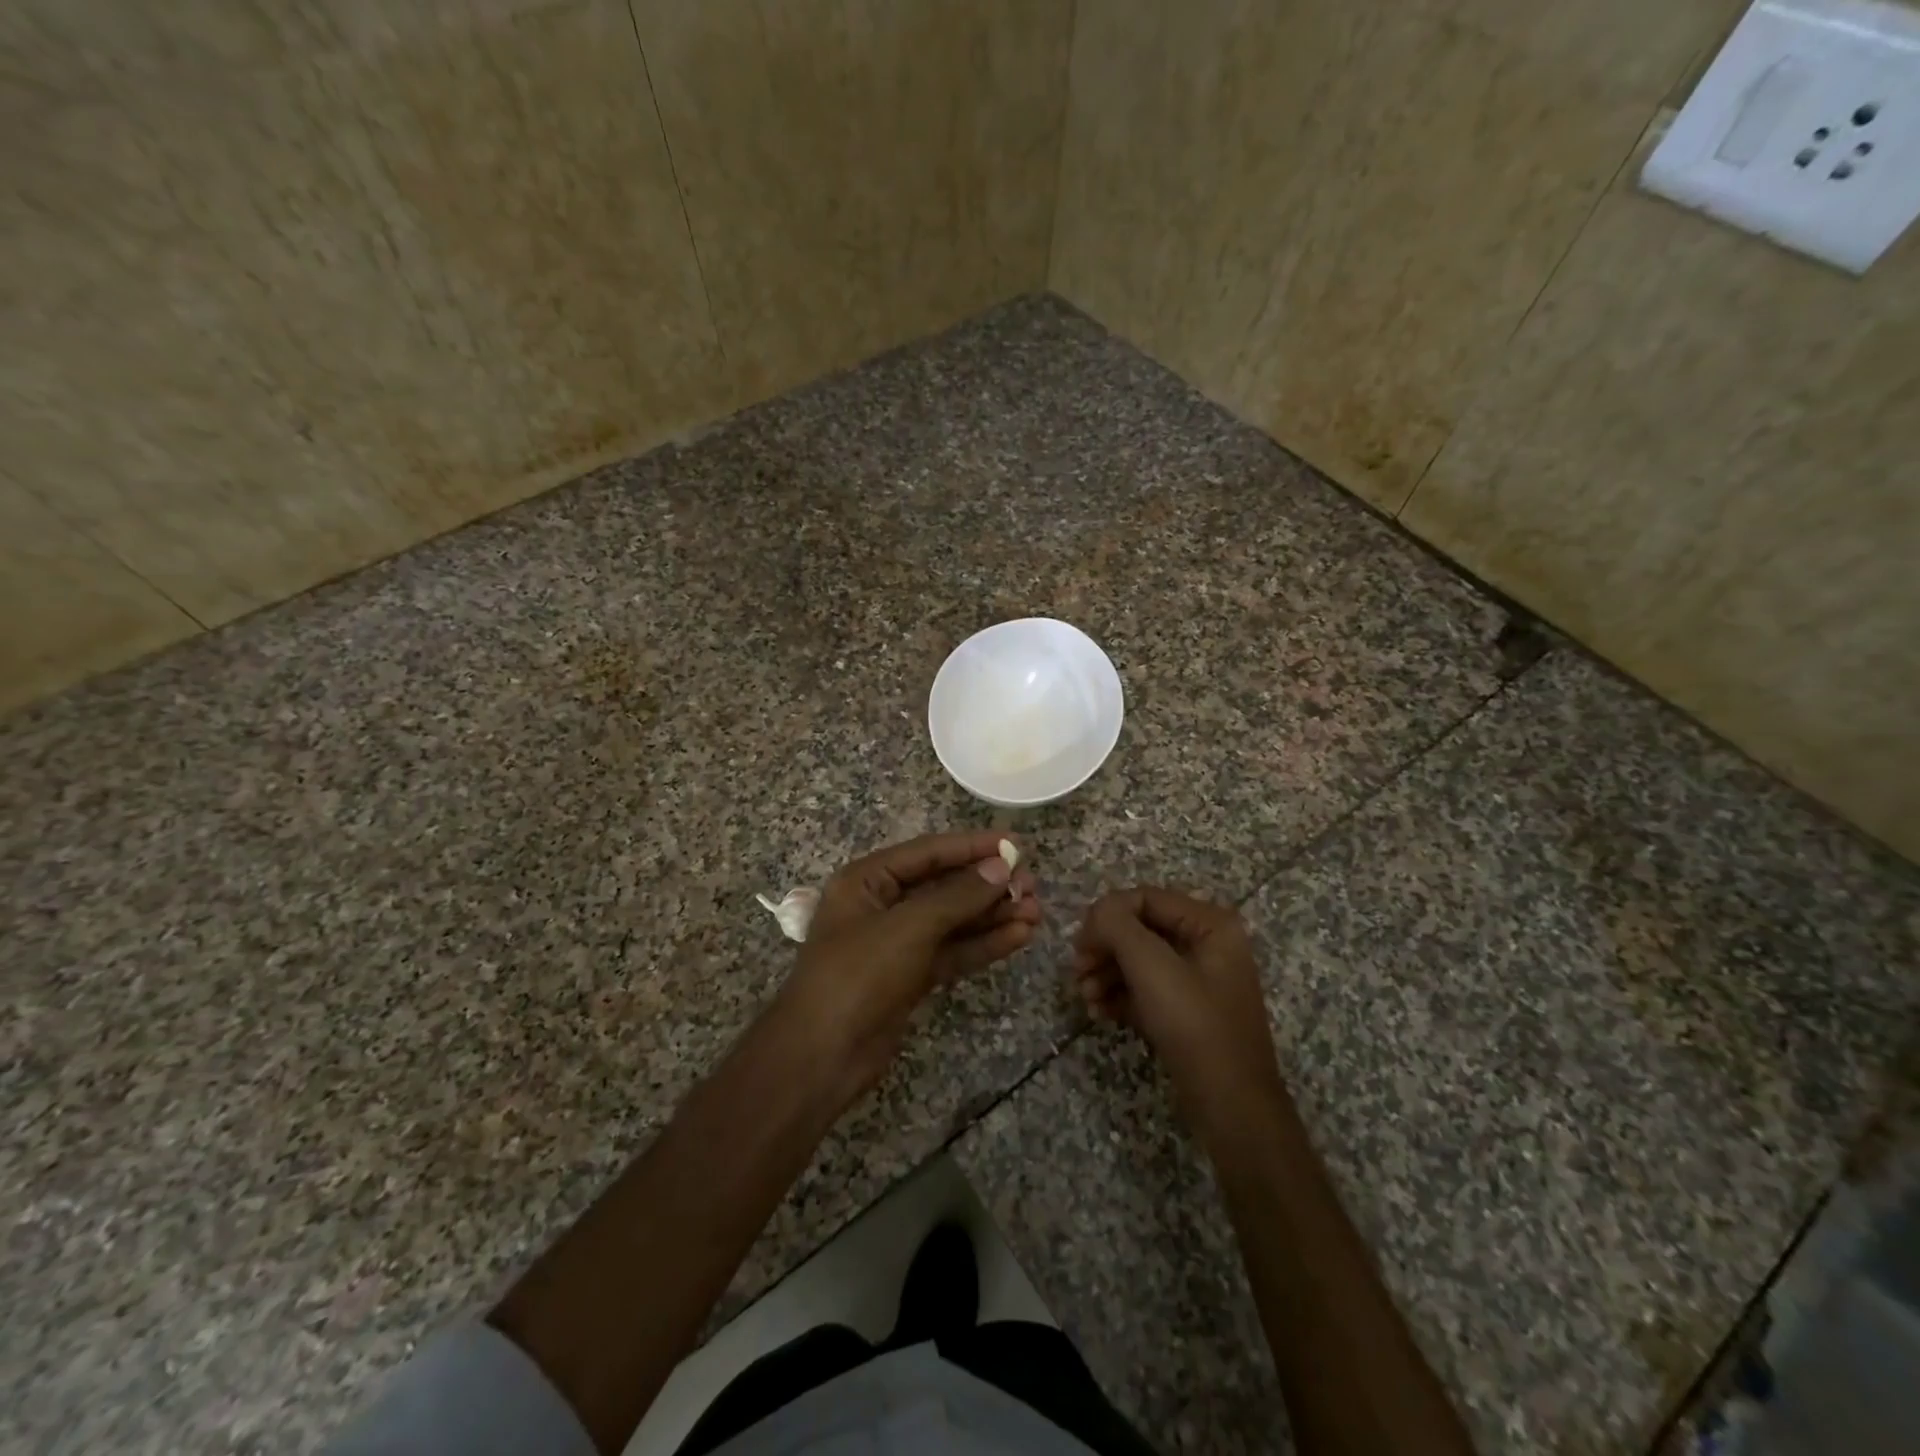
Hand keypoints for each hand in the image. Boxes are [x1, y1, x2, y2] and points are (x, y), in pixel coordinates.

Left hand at [774, 831, 1039, 1106]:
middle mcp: (882, 905)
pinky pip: (953, 951)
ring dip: (992, 915)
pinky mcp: (911, 977)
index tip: (1015, 843)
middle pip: (944, 886)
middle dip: (988, 885)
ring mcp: (897, 943)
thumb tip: (1001, 867)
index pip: (928, 853)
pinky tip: (1019, 936)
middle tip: (1032, 885)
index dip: (972, 846)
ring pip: (953, 921)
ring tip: (1036, 911)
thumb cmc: (858, 976)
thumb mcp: (909, 928)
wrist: (821, 1058)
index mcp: (867, 880)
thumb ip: (958, 896)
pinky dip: (983, 944)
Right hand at [1073, 888, 1284, 1140]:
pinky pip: (1146, 989)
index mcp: (1210, 924)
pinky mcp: (1186, 1011)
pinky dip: (1119, 995)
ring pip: (1139, 960)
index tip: (1079, 945)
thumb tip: (1096, 912)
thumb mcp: (1152, 968)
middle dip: (1104, 948)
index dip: (1107, 915)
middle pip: (1140, 929)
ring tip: (1085, 997)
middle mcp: (1207, 944)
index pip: (1145, 898)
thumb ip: (1118, 926)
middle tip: (1077, 972)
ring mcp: (1198, 979)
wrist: (1232, 1108)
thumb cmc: (1195, 1027)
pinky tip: (1099, 1013)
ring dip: (1106, 973)